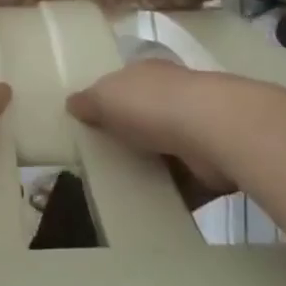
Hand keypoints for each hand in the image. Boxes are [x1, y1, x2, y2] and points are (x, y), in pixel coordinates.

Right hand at [67, 61, 264, 195]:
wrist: (214, 130)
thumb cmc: (153, 104)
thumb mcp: (107, 96)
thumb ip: (89, 100)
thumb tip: (72, 102)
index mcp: (148, 74)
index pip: (126, 83)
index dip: (110, 100)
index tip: (93, 123)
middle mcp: (174, 95)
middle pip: (146, 116)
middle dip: (130, 137)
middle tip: (102, 163)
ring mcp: (197, 128)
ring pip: (166, 150)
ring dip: (152, 168)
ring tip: (123, 192)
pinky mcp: (213, 163)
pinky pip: (187, 182)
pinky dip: (174, 195)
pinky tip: (153, 211)